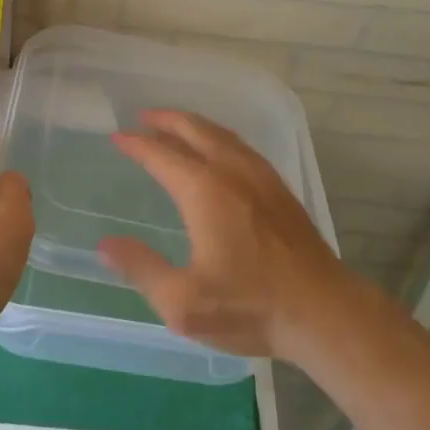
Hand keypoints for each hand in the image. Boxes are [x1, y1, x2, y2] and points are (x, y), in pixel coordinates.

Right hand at [100, 110, 345, 360]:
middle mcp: (233, 172)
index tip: (117, 137)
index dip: (137, 144)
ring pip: (222, 135)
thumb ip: (142, 269)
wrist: (324, 312)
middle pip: (195, 131)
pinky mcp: (281, 190)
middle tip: (143, 117)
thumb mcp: (183, 302)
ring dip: (194, 125)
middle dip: (167, 120)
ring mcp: (262, 177)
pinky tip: (219, 151)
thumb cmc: (251, 307)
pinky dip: (220, 137)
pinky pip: (242, 147)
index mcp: (205, 192)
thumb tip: (105, 244)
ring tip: (175, 126)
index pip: (162, 155)